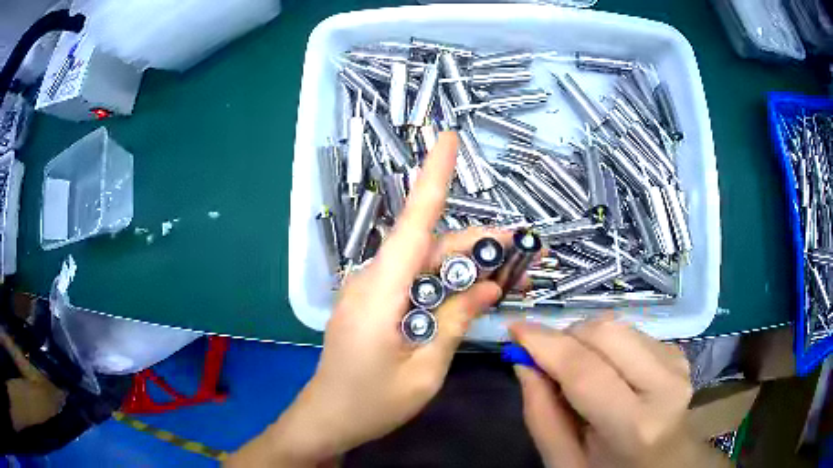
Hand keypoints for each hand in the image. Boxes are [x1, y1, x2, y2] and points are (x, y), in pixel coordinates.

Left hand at [229, 132, 510, 466]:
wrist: (327, 419)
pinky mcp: (372, 302)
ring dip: (464, 267)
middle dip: (477, 245)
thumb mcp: (425, 369)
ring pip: (423, 264)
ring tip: (507, 275)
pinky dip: (443, 284)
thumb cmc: (371, 403)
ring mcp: (369, 290)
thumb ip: (455, 321)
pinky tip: (469, 294)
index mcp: (380, 292)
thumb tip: (487, 285)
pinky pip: (412, 282)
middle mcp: (372, 279)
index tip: (447, 137)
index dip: (433, 176)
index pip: (414, 222)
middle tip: (523, 250)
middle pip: (430, 246)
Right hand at [511, 317, 729, 467]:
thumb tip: (524, 361)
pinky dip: (606, 344)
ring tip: (576, 370)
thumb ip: (541, 415)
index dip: (544, 343)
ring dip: (585, 339)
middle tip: (546, 359)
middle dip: (566, 337)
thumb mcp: (565, 463)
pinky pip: (631, 332)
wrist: (665, 465)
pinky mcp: (678, 353)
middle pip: (604, 332)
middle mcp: (664, 384)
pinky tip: (606, 370)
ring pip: (617, 325)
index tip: (514, 329)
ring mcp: (676, 363)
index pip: (584, 370)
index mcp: (636, 425)